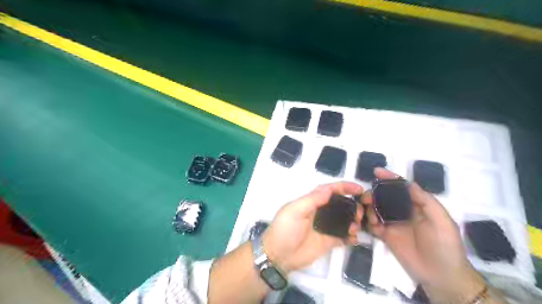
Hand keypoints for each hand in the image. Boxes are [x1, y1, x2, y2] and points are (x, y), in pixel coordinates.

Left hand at [263, 181, 363, 271]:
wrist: (278, 256)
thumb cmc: (285, 229)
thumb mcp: (295, 210)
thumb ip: (312, 199)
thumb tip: (329, 189)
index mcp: (311, 202)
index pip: (329, 190)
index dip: (344, 187)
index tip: (359, 189)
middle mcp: (319, 212)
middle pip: (340, 204)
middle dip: (352, 205)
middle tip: (360, 212)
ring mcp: (324, 227)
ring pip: (343, 220)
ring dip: (353, 221)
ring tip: (356, 226)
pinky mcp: (328, 241)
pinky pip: (343, 237)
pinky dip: (351, 237)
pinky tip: (355, 238)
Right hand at [361, 169, 484, 303]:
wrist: (441, 276)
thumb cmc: (445, 246)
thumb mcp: (442, 221)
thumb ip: (426, 201)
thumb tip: (407, 183)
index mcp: (417, 205)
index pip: (401, 187)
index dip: (389, 178)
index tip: (376, 172)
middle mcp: (403, 211)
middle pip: (384, 196)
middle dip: (374, 193)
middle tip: (366, 198)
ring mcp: (393, 224)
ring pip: (376, 209)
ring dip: (370, 208)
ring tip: (369, 215)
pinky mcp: (386, 236)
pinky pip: (373, 225)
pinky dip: (369, 222)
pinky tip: (371, 225)